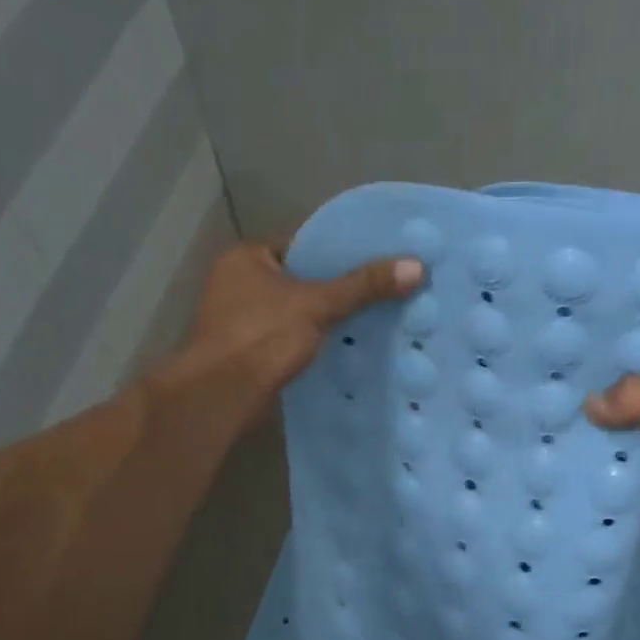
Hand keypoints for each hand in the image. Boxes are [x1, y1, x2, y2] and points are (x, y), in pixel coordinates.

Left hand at [177, 238, 423, 403]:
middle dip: (338, 289)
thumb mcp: (317, 304)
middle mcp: (238, 283)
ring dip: (328, 319)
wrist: (222, 397)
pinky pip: (291, 339)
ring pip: (297, 313)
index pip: (302, 243)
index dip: (339, 250)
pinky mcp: (250, 353)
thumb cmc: (262, 337)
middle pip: (301, 280)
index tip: (377, 257)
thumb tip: (417, 266)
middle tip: (384, 289)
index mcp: (246, 257)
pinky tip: (349, 347)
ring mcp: (241, 321)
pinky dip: (315, 343)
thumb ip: (364, 286)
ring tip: (376, 318)